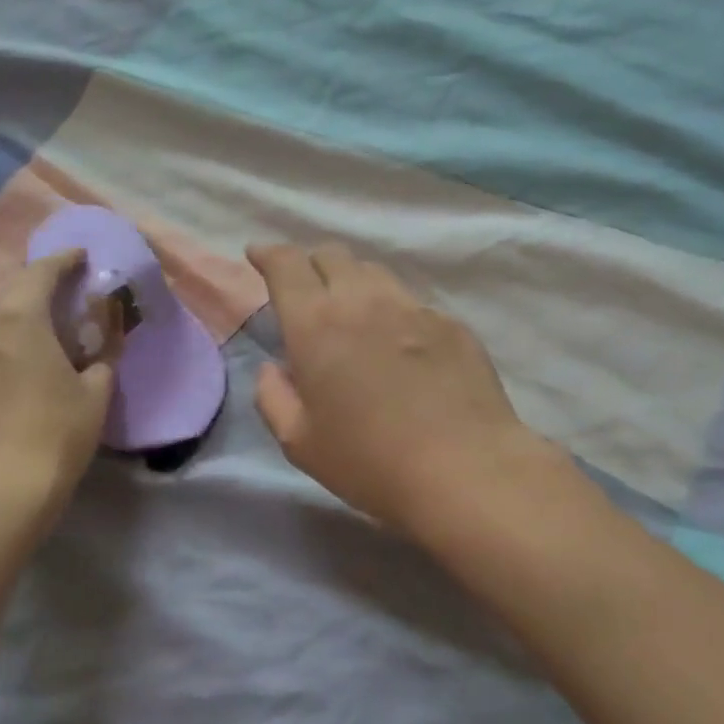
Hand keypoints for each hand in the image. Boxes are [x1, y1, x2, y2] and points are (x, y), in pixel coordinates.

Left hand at [0, 251, 117, 516]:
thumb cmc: (54, 435)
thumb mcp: (95, 394)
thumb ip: (102, 358)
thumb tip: (102, 345)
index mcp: (16, 319)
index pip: (39, 273)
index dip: (63, 261)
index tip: (82, 257)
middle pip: (7, 291)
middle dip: (36, 286)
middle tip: (65, 295)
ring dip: (13, 312)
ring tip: (42, 327)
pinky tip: (19, 360)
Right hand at [247, 242, 556, 538]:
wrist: (464, 469)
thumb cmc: (369, 461)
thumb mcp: (300, 443)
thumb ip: (274, 398)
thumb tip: (273, 369)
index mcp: (316, 323)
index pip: (286, 264)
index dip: (269, 253)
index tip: (258, 255)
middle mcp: (363, 301)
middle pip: (332, 255)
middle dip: (310, 264)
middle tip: (305, 289)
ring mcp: (413, 308)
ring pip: (374, 273)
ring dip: (352, 281)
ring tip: (351, 310)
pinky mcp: (451, 323)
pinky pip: (411, 302)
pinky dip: (393, 311)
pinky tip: (400, 343)